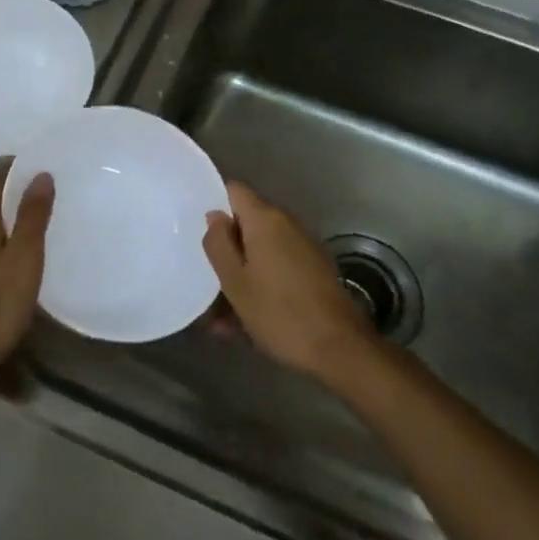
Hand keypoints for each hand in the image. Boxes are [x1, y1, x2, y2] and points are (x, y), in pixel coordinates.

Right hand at [203, 182, 373, 382]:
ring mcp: (304, 247)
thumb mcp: (235, 281)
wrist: (340, 349)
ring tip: (220, 313)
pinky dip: (260, 283)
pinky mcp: (314, 270)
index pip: (234, 190)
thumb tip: (215, 215)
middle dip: (226, 246)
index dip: (214, 204)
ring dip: (241, 271)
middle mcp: (287, 224)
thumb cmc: (279, 312)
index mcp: (265, 220)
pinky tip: (245, 320)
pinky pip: (277, 267)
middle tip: (206, 274)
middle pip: (247, 222)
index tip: (198, 230)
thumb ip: (218, 243)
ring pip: (261, 250)